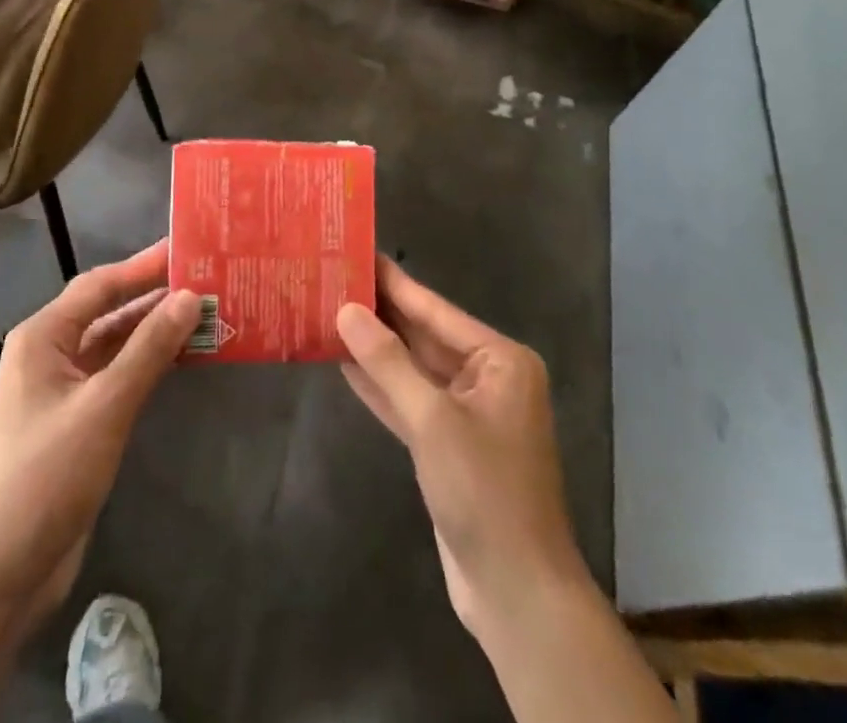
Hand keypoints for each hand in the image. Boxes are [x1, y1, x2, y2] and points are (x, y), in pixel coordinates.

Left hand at [0, 241, 199, 623]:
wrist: (0, 572)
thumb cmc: (47, 475)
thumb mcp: (105, 405)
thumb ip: (149, 349)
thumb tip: (189, 297)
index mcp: (43, 337)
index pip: (100, 286)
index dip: (144, 266)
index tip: (187, 250)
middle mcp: (49, 353)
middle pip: (108, 312)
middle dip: (154, 298)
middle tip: (205, 280)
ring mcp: (62, 389)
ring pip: (115, 345)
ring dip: (155, 332)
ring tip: (205, 314)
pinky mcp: (76, 421)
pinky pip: (117, 376)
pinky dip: (148, 365)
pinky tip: (182, 359)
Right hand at [336, 257, 586, 641]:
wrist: (516, 594)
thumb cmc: (484, 493)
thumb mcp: (432, 420)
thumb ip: (388, 363)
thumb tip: (347, 310)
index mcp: (500, 361)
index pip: (435, 309)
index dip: (394, 282)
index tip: (359, 252)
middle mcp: (487, 378)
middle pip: (423, 336)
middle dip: (380, 314)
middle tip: (333, 279)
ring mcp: (468, 413)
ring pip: (413, 369)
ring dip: (374, 348)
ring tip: (329, 312)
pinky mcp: (448, 445)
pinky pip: (410, 402)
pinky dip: (380, 386)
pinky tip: (344, 363)